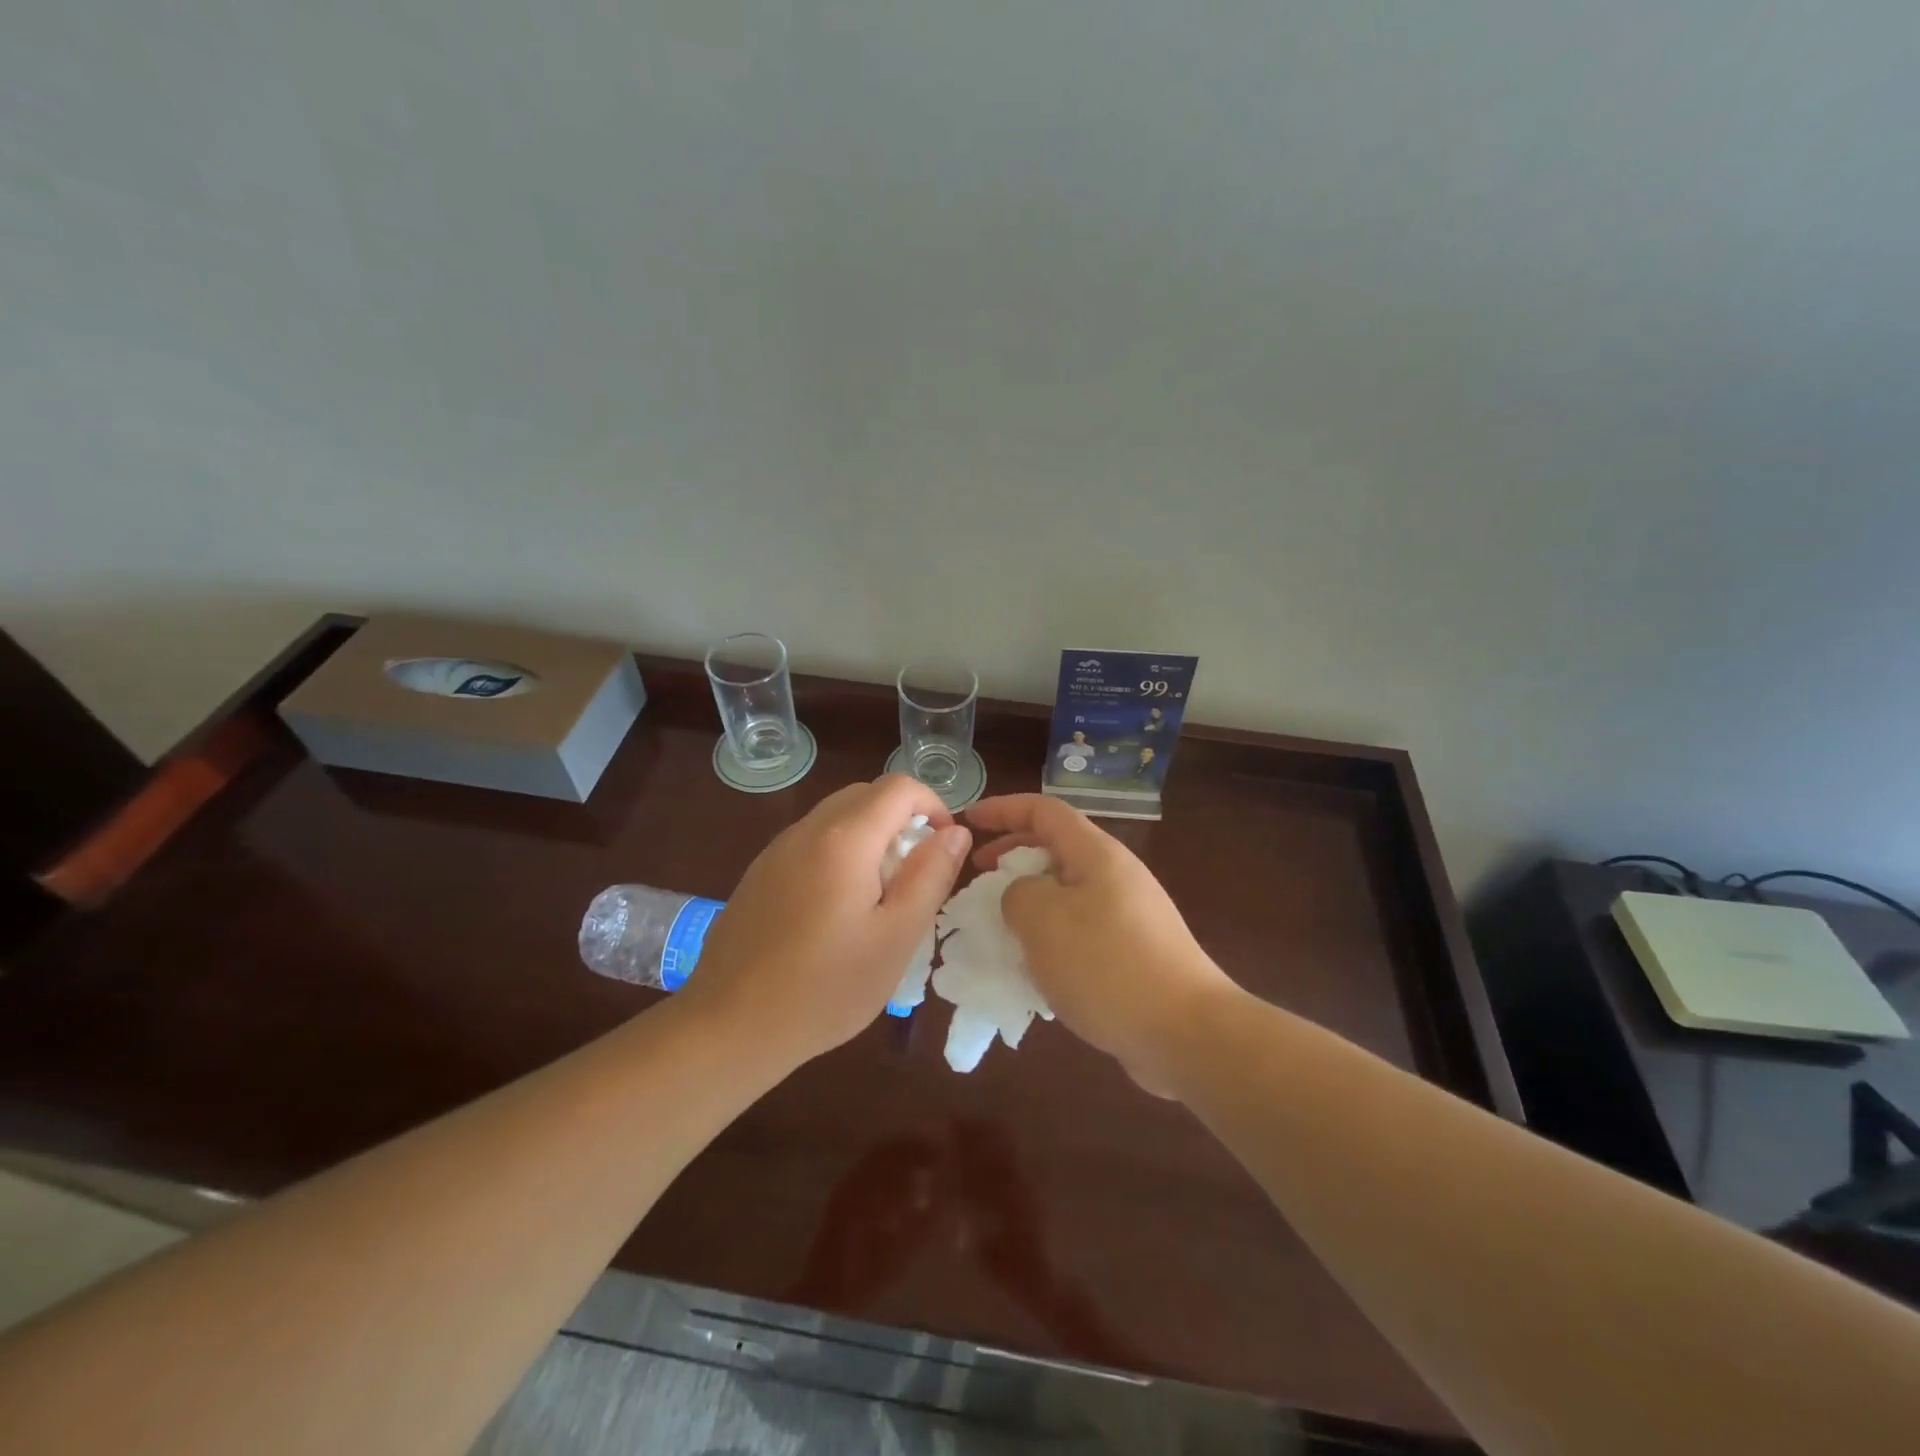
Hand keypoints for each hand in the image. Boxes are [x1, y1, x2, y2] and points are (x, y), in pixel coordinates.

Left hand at [684, 776, 970, 1066]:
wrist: (730, 1027)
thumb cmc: (826, 988)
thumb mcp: (896, 937)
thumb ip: (930, 876)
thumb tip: (956, 831)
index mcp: (844, 838)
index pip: (899, 786)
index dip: (933, 805)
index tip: (943, 849)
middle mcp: (807, 830)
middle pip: (866, 795)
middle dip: (902, 820)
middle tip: (914, 874)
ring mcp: (776, 850)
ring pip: (836, 817)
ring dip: (870, 836)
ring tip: (878, 896)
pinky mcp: (759, 873)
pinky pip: (811, 841)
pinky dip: (839, 852)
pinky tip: (835, 910)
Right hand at [966, 794, 1235, 1094]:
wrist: (1185, 1033)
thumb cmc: (1107, 965)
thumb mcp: (1043, 920)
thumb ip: (1017, 894)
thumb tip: (1021, 897)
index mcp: (1096, 854)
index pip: (1043, 811)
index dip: (1002, 809)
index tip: (968, 822)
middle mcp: (1115, 876)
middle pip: (1055, 849)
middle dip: (1011, 856)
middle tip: (978, 877)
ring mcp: (1128, 916)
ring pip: (1065, 893)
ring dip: (1027, 903)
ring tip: (997, 927)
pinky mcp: (1132, 953)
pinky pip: (1079, 930)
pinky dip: (1048, 938)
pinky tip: (1031, 969)